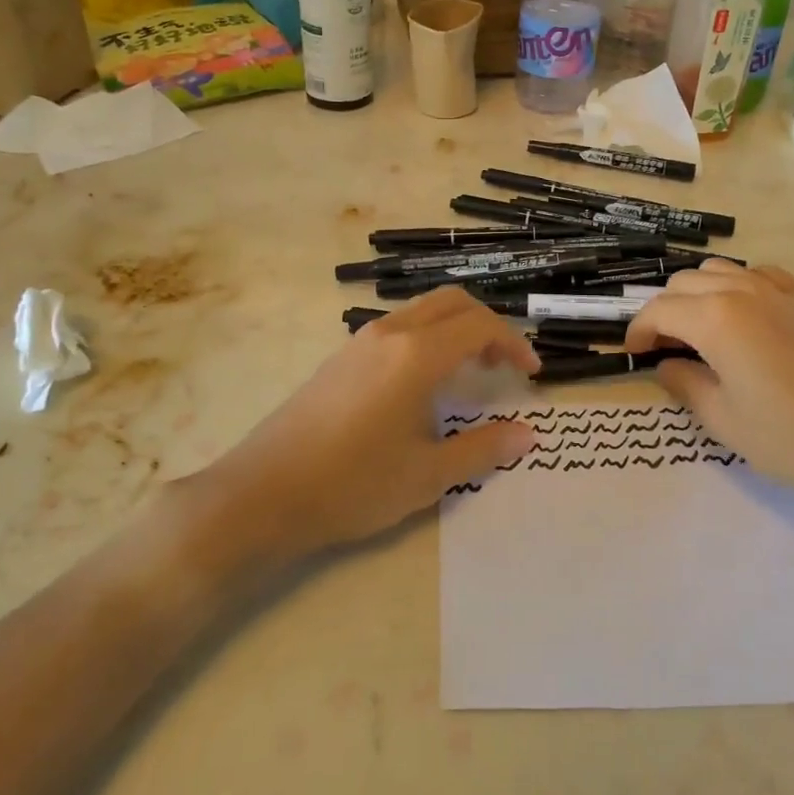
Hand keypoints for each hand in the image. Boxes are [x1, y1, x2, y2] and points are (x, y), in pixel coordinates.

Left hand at [199, 288, 539, 560]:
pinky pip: (397, 328)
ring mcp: (360, 341)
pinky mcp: (341, 357)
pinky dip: (427, 338)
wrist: (263, 493)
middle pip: (451, 302)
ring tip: (470, 372)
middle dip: (487, 325)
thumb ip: (482, 449)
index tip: (530, 373)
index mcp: (416, 355)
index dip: (513, 343)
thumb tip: (527, 435)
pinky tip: (424, 383)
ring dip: (455, 329)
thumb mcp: (427, 475)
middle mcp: (389, 334)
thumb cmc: (352, 485)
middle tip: (503, 365)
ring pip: (422, 311)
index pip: (479, 325)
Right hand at [624, 260, 793, 542]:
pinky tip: (748, 318)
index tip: (634, 352)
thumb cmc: (790, 437)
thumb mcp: (722, 419)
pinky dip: (740, 287)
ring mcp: (782, 290)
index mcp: (716, 318)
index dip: (639, 329)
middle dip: (666, 309)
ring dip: (700, 293)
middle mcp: (744, 291)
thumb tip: (667, 364)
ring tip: (702, 329)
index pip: (660, 310)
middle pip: (686, 283)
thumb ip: (684, 384)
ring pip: (722, 270)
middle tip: (666, 346)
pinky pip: (762, 275)